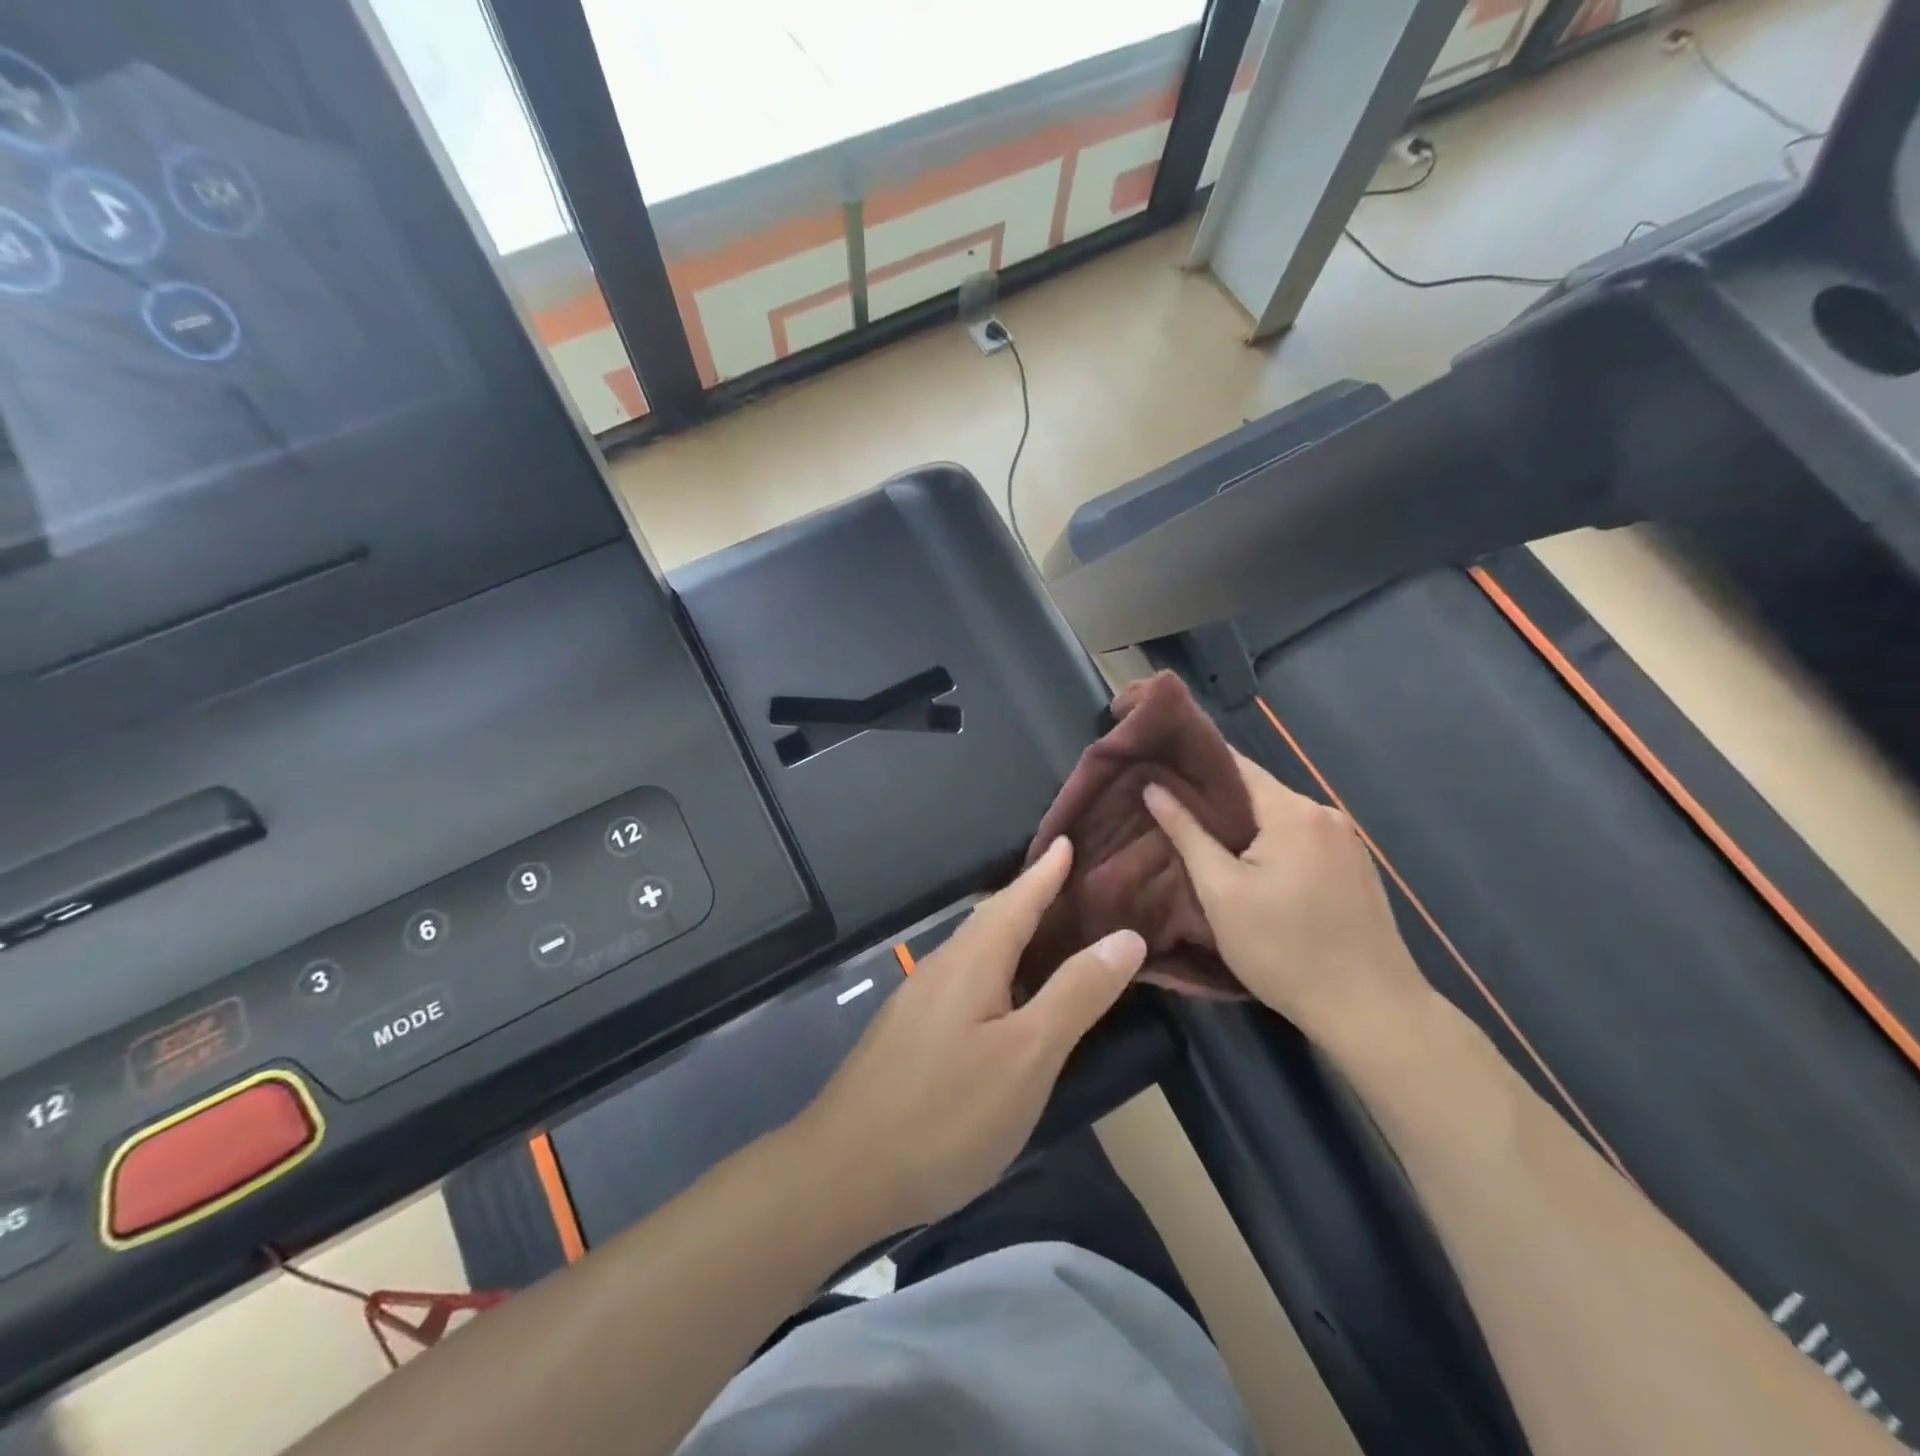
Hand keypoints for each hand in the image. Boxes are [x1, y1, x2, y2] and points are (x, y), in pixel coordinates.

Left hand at [793, 838, 1145, 1237]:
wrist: (843, 1172)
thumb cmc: (947, 1112)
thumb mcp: (1028, 1055)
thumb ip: (1076, 994)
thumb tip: (1125, 936)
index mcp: (971, 961)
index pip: (1016, 900)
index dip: (1045, 872)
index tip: (1068, 841)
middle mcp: (941, 968)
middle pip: (991, 919)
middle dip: (1029, 895)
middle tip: (1067, 880)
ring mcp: (918, 1001)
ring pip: (974, 950)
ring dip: (1010, 931)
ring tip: (1045, 930)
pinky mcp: (909, 1033)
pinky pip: (962, 978)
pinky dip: (994, 967)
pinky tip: (1003, 994)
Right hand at [1143, 753, 1427, 1045]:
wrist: (1371, 1011)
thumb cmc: (1284, 950)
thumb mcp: (1221, 893)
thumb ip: (1187, 833)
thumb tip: (1153, 787)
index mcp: (1293, 811)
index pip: (1234, 764)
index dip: (1192, 762)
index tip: (1155, 766)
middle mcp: (1325, 814)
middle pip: (1257, 791)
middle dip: (1213, 800)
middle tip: (1167, 810)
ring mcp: (1346, 841)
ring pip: (1277, 818)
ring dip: (1241, 825)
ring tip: (1197, 838)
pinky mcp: (1354, 868)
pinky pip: (1300, 839)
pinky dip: (1269, 844)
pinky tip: (1247, 866)